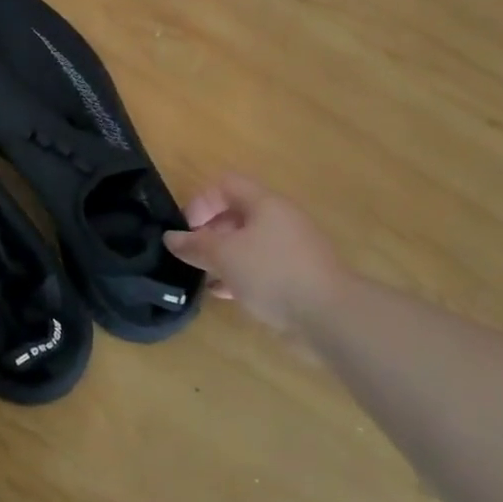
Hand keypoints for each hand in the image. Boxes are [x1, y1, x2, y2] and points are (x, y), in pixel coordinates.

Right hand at [163, 174, 351, 334]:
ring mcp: (292, 248)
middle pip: (236, 213)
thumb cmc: (272, 273)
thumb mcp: (224, 256)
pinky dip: (241, 274)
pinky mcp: (299, 275)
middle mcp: (280, 219)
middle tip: (193, 256)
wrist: (331, 316)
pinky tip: (225, 294)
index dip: (200, 202)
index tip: (187, 231)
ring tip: (204, 277)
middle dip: (209, 232)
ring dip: (223, 256)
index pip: (225, 184)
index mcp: (265, 203)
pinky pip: (262, 266)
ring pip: (248, 243)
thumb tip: (171, 238)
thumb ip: (195, 245)